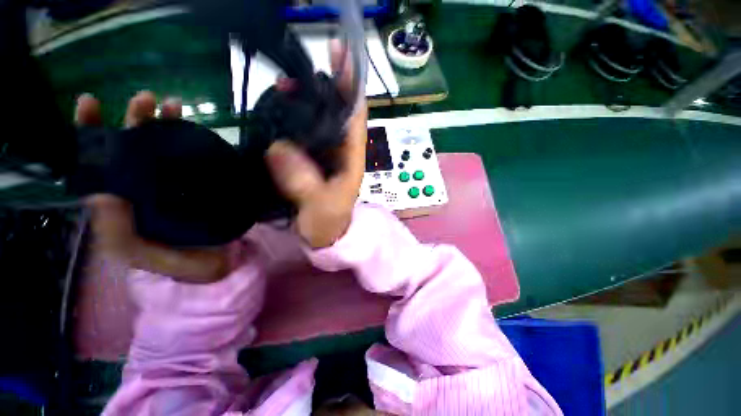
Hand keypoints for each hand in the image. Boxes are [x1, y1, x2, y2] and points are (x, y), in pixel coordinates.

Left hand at [78, 92, 234, 283]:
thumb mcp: (141, 255)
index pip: (98, 164)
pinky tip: (199, 131)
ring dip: (166, 125)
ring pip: (165, 150)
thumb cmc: (178, 264)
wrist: (217, 265)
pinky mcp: (201, 186)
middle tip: (146, 100)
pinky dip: (194, 143)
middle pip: (133, 148)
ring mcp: (176, 186)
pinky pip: (193, 160)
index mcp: (123, 203)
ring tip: (174, 107)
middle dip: (134, 121)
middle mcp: (145, 189)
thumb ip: (119, 233)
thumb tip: (99, 194)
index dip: (90, 133)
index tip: (92, 102)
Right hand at [265, 42, 366, 247]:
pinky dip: (292, 117)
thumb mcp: (321, 207)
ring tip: (286, 80)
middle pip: (338, 111)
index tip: (342, 56)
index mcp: (351, 158)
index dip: (351, 86)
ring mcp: (324, 152)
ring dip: (306, 97)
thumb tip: (278, 148)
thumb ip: (304, 182)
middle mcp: (341, 150)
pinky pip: (303, 132)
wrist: (323, 235)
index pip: (355, 116)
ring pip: (319, 118)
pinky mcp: (310, 158)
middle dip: (326, 85)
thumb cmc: (328, 223)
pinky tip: (279, 106)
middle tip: (304, 64)